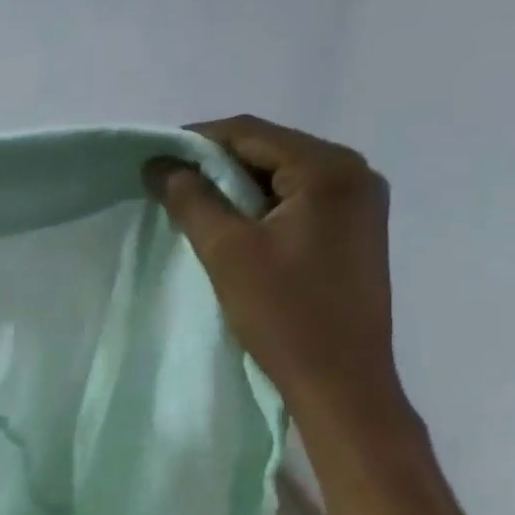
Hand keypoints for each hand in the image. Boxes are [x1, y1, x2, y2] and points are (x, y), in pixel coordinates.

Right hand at [144, 115, 408, 438]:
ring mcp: (360, 204)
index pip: (250, 133)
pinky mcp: (354, 232)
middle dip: (215, 165)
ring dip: (236, 189)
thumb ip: (191, 199)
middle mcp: (354, 173)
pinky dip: (260, 208)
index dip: (196, 141)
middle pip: (269, 150)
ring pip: (282, 177)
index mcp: (329, 169)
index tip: (154, 160)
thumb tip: (160, 164)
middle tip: (168, 188)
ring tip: (194, 210)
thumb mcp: (227, 251)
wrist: (341, 381)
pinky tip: (233, 230)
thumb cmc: (284, 314)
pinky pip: (298, 202)